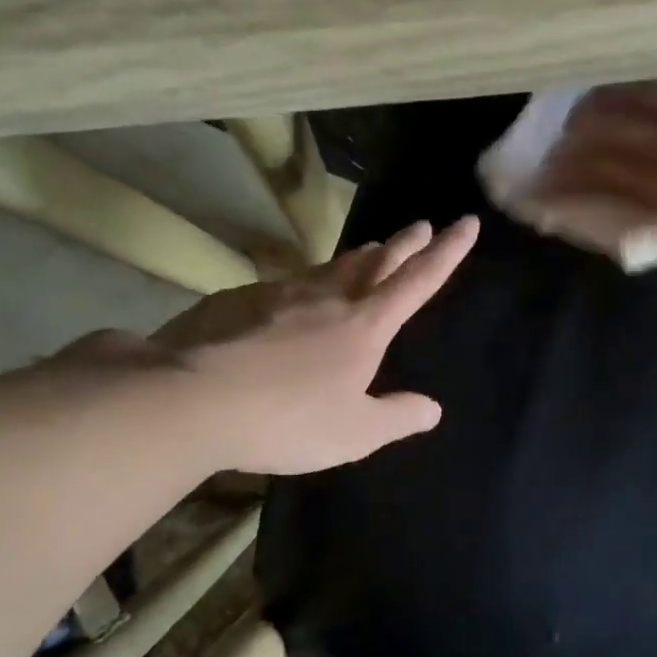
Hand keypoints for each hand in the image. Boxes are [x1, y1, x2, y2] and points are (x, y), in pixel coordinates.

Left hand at [152, 217, 478, 473]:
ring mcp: (280, 294)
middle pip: (375, 261)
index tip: (466, 222)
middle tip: (421, 225)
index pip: (418, 281)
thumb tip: (432, 408)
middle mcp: (328, 298)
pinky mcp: (239, 300)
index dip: (447, 252)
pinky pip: (286, 284)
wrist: (190, 399)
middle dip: (404, 243)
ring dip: (357, 257)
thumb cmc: (288, 419)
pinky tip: (296, 294)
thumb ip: (397, 418)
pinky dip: (306, 282)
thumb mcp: (355, 433)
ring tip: (370, 251)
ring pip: (330, 267)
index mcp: (365, 325)